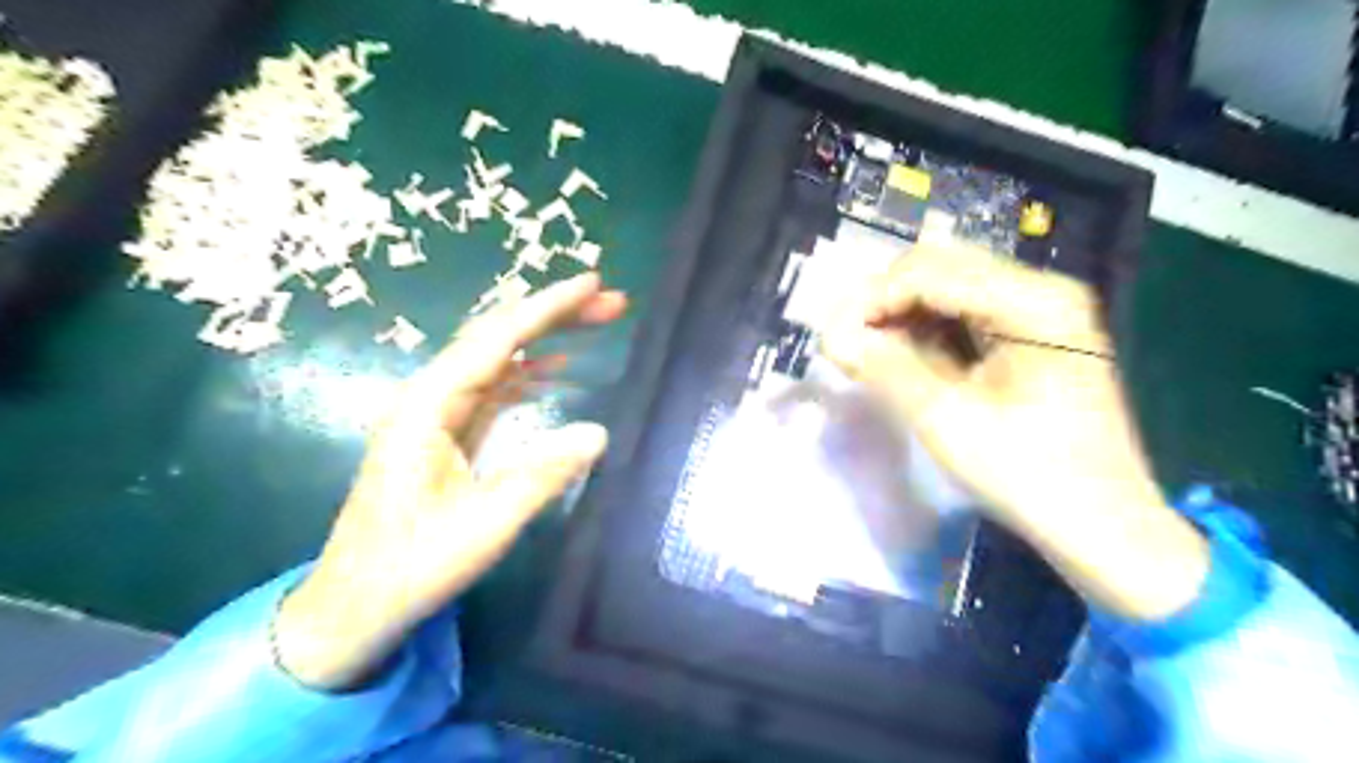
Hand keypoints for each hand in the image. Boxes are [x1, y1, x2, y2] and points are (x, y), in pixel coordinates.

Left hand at [270, 273, 631, 691]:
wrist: (355, 605)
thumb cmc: (413, 566)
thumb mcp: (485, 525)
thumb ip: (542, 475)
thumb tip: (599, 433)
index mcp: (428, 407)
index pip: (496, 341)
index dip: (547, 308)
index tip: (592, 283)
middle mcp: (430, 398)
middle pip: (497, 338)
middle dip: (554, 314)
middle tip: (610, 301)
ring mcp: (438, 415)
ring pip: (498, 359)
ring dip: (547, 339)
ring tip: (595, 323)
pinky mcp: (448, 434)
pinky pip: (495, 388)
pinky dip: (530, 372)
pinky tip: (559, 367)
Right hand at [818, 235, 1208, 618]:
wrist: (1103, 525)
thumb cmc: (1029, 476)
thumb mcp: (946, 421)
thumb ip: (885, 369)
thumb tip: (830, 335)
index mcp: (1034, 303)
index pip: (930, 272)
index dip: (871, 299)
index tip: (831, 337)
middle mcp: (1042, 289)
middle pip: (940, 268)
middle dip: (884, 302)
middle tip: (847, 344)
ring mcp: (1042, 308)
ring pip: (948, 286)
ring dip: (901, 314)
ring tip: (868, 353)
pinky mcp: (1035, 331)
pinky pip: (965, 311)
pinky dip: (926, 327)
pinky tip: (903, 355)